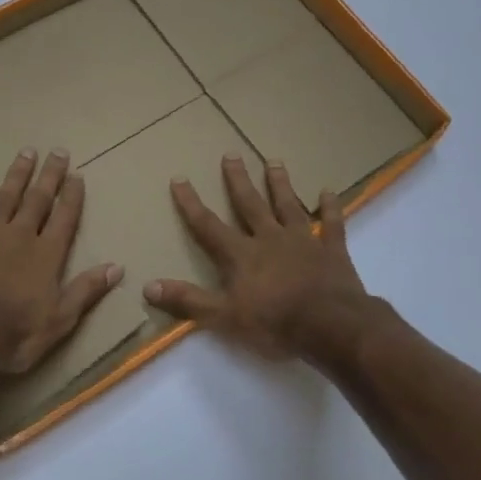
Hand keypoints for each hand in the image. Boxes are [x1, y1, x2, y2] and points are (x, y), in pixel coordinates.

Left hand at [0, 149, 121, 379]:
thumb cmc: (13, 333)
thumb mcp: (59, 320)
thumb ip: (86, 291)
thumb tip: (117, 267)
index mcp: (46, 255)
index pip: (64, 219)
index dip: (72, 197)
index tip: (78, 175)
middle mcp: (20, 236)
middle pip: (38, 200)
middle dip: (50, 176)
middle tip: (58, 151)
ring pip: (5, 197)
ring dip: (17, 174)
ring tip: (27, 152)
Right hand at [143, 156, 372, 360]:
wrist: (331, 326)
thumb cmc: (275, 323)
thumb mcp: (224, 317)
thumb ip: (188, 301)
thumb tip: (148, 286)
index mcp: (241, 255)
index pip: (208, 225)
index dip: (191, 203)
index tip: (180, 178)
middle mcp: (269, 239)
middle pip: (250, 204)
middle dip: (238, 180)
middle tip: (231, 154)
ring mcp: (303, 241)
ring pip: (288, 205)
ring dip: (280, 184)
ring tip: (274, 161)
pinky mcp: (332, 250)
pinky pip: (331, 224)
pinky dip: (330, 207)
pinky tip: (328, 191)